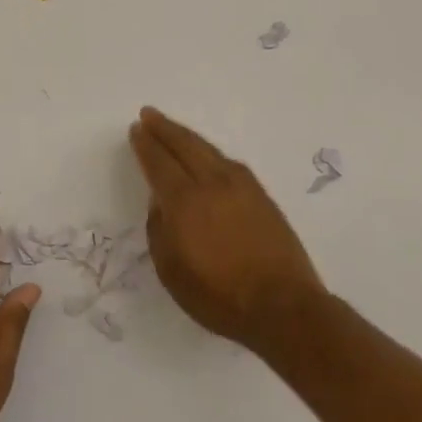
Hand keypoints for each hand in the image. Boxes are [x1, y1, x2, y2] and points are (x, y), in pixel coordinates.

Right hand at [128, 107, 325, 353]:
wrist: (284, 307)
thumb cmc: (219, 296)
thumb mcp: (171, 271)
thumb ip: (159, 231)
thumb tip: (160, 203)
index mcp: (184, 202)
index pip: (159, 163)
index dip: (146, 145)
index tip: (137, 129)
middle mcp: (211, 184)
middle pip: (184, 146)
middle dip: (164, 129)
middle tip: (149, 114)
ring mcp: (241, 187)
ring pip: (209, 150)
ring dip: (188, 136)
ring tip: (174, 129)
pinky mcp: (262, 196)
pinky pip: (229, 162)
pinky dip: (212, 153)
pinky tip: (209, 155)